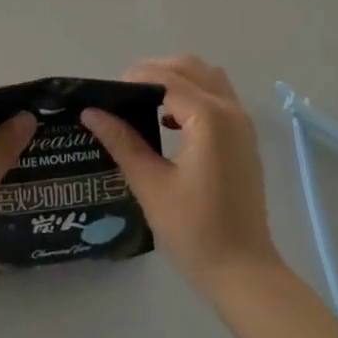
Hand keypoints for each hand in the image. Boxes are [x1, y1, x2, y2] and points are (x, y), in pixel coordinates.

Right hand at [83, 56, 284, 296]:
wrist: (243, 270)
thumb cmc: (194, 230)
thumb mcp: (151, 185)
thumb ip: (123, 142)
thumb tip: (92, 113)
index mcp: (209, 117)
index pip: (167, 78)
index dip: (135, 78)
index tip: (106, 92)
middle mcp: (231, 110)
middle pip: (192, 67)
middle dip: (157, 70)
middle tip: (124, 92)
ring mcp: (242, 124)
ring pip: (209, 78)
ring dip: (179, 79)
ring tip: (146, 102)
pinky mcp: (245, 138)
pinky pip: (219, 98)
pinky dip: (195, 95)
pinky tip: (170, 122)